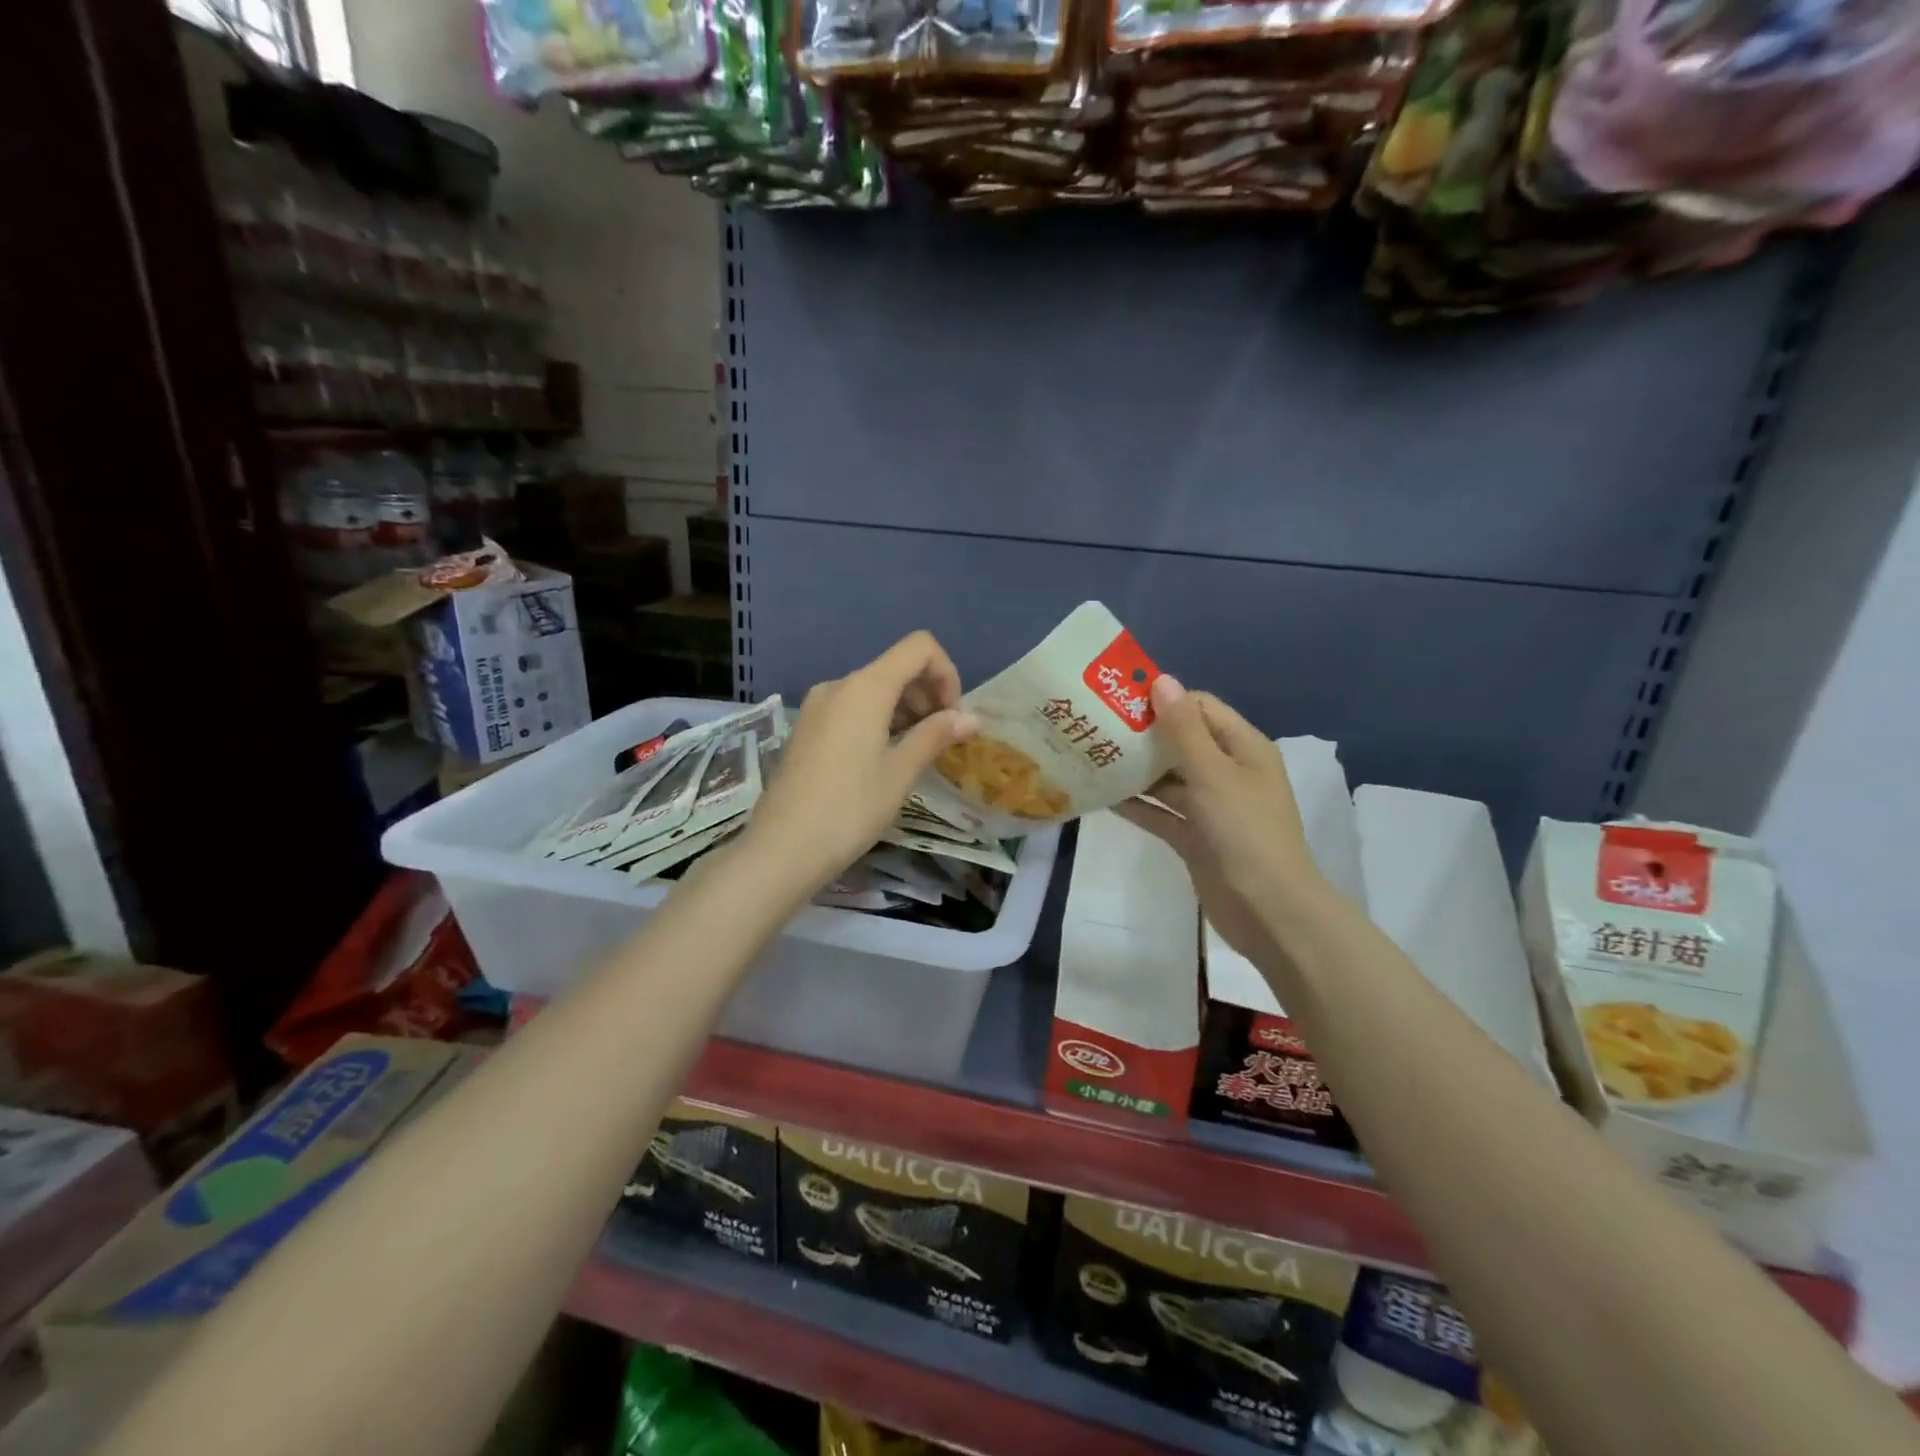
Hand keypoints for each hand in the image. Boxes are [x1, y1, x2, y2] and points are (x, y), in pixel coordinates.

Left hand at [743, 632, 979, 897]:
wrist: (782, 848)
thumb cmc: (850, 808)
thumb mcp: (901, 772)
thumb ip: (936, 735)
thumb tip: (973, 717)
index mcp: (865, 687)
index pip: (919, 647)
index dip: (946, 673)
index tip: (952, 716)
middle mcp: (839, 685)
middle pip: (896, 667)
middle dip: (927, 694)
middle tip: (940, 739)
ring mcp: (817, 706)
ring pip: (873, 689)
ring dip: (904, 710)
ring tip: (915, 753)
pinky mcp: (807, 728)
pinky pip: (852, 708)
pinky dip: (878, 721)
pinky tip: (883, 758)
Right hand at [1115, 677, 1325, 966]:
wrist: (1267, 910)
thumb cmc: (1244, 831)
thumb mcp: (1213, 773)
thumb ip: (1183, 729)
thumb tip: (1162, 680)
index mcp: (1242, 748)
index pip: (1200, 708)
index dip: (1164, 700)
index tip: (1120, 699)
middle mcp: (1227, 772)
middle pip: (1181, 742)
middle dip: (1143, 735)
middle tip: (1096, 727)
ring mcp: (1210, 807)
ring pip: (1168, 779)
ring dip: (1136, 770)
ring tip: (1091, 757)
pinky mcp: (1195, 838)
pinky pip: (1161, 813)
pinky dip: (1137, 805)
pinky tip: (1103, 796)